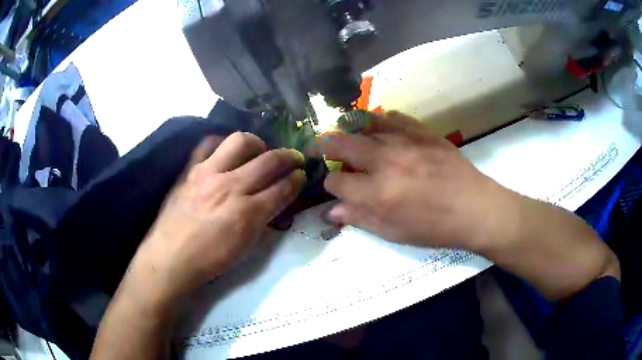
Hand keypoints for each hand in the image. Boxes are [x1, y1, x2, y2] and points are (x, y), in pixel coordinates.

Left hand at [130, 132, 305, 301]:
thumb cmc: (210, 260)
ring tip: (259, 151)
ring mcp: (207, 174)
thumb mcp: (246, 247)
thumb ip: (264, 219)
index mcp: (247, 213)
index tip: (301, 175)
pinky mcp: (189, 170)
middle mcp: (230, 187)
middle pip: (268, 161)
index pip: (283, 188)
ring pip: (240, 141)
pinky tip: (225, 151)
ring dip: (257, 143)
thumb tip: (276, 200)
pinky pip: (206, 144)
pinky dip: (220, 143)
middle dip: (288, 157)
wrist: (170, 258)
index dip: (297, 180)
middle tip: (293, 158)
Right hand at [312, 112, 515, 250]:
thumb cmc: (434, 228)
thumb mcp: (395, 232)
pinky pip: (393, 118)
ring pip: (364, 126)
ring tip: (343, 132)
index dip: (330, 184)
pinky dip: (380, 120)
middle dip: (324, 145)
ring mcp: (405, 142)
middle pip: (342, 144)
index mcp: (377, 193)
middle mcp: (385, 162)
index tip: (334, 187)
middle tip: (317, 147)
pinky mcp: (422, 132)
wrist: (474, 208)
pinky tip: (378, 126)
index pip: (336, 181)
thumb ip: (360, 219)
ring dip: (349, 129)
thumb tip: (330, 212)